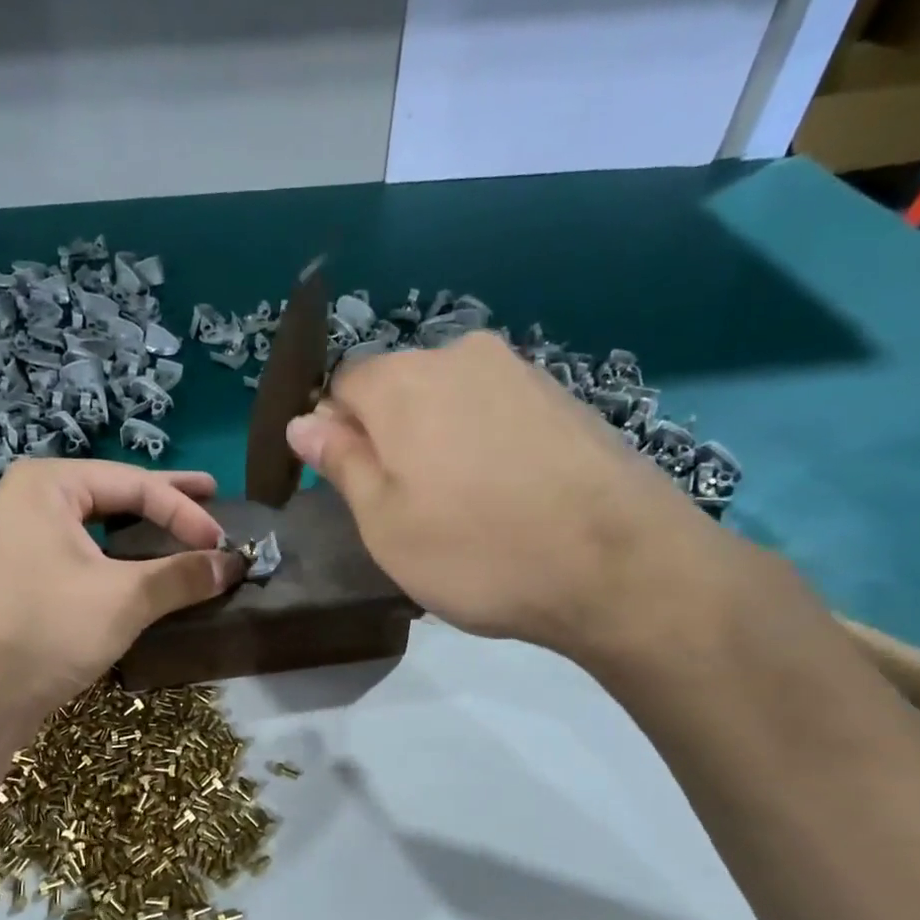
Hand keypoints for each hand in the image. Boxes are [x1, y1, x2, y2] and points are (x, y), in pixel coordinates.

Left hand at [0, 459, 242, 728]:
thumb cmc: (49, 630)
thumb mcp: (124, 599)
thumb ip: (182, 575)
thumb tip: (234, 564)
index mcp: (48, 484)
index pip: (134, 485)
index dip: (185, 511)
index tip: (224, 544)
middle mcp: (32, 499)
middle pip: (115, 493)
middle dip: (166, 499)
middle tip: (213, 493)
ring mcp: (25, 536)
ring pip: (101, 524)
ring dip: (146, 528)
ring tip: (186, 525)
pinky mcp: (27, 572)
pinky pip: (87, 550)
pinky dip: (122, 555)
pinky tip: (147, 562)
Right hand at [286, 331, 749, 666]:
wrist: (617, 565)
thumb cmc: (476, 551)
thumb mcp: (384, 522)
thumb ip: (340, 463)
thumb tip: (302, 422)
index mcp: (403, 382)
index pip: (341, 384)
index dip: (335, 432)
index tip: (350, 485)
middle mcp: (460, 355)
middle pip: (399, 387)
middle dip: (388, 435)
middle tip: (406, 505)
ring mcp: (520, 371)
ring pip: (450, 400)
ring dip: (438, 441)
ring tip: (461, 506)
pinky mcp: (565, 397)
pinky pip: (497, 412)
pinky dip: (485, 444)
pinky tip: (506, 495)